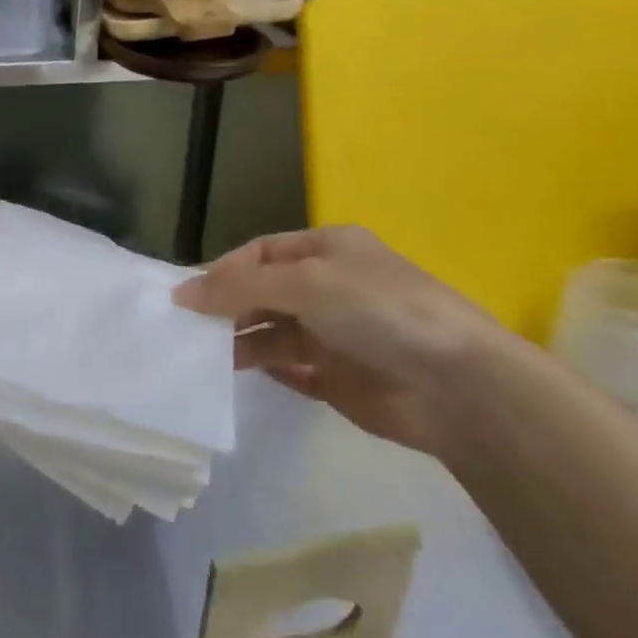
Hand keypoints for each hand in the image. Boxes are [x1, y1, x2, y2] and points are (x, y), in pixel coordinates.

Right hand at [173, 226, 527, 453]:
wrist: (458, 387)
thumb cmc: (379, 313)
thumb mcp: (306, 283)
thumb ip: (239, 287)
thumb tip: (180, 293)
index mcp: (327, 250)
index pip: (259, 253)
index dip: (222, 271)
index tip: (185, 298)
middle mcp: (328, 287)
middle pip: (262, 292)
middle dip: (225, 307)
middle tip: (185, 330)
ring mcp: (333, 334)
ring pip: (270, 331)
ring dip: (238, 340)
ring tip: (201, 357)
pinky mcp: (338, 377)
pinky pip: (288, 369)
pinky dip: (264, 369)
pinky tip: (236, 375)